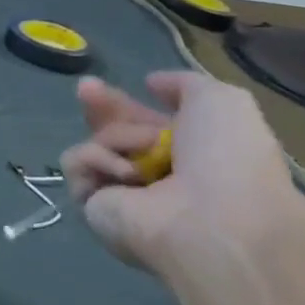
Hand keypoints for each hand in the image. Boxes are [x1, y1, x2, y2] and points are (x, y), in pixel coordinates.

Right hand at [58, 71, 304, 284]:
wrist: (215, 221)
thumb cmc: (228, 158)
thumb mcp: (221, 101)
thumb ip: (184, 84)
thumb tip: (151, 83)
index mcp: (188, 154)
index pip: (143, 123)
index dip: (123, 104)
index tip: (103, 84)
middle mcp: (154, 176)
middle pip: (112, 132)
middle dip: (101, 109)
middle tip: (87, 89)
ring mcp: (121, 193)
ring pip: (96, 143)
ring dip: (119, 138)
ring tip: (141, 156)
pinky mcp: (93, 207)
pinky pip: (77, 164)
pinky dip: (97, 160)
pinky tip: (126, 173)